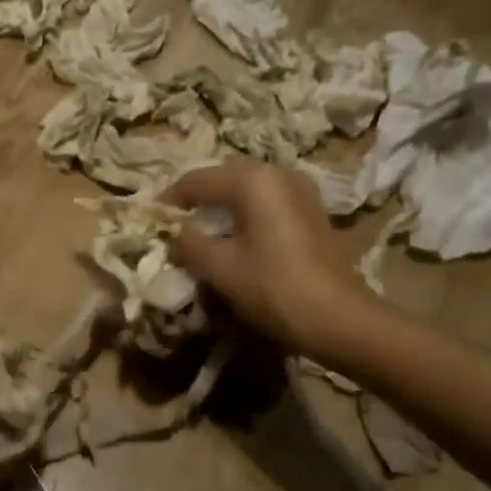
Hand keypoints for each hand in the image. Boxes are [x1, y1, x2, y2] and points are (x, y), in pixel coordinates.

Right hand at [166, 161, 368, 358]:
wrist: (338, 317)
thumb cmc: (273, 287)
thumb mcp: (220, 267)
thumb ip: (189, 244)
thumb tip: (175, 235)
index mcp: (253, 179)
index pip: (197, 179)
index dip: (170, 199)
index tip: (151, 219)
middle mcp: (278, 173)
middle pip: (225, 177)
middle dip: (198, 199)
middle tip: (176, 224)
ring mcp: (301, 190)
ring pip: (248, 189)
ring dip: (222, 206)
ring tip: (203, 233)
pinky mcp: (312, 211)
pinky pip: (267, 202)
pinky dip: (246, 214)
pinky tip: (236, 239)